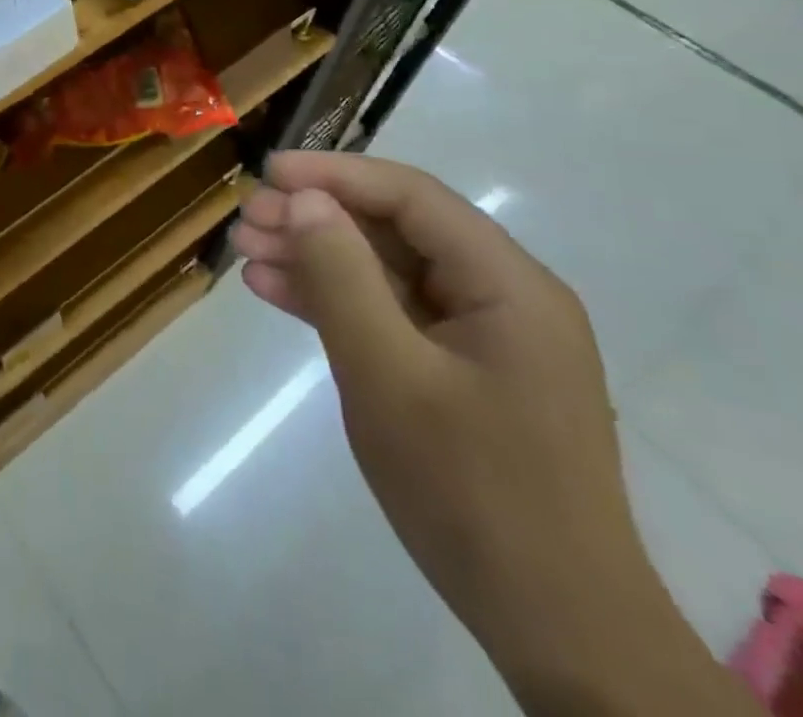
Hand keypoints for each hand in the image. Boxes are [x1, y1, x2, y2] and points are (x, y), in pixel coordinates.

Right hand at [233, 152, 757, 716]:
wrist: (555, 629)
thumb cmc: (471, 491)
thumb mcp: (387, 375)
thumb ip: (341, 277)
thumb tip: (303, 200)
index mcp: (508, 285)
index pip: (411, 197)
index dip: (334, 174)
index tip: (268, 174)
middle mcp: (502, 296)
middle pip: (396, 230)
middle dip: (317, 218)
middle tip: (247, 219)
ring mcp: (481, 336)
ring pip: (385, 269)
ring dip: (316, 256)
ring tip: (247, 251)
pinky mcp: (460, 370)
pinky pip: (390, 313)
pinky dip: (334, 300)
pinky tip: (276, 291)